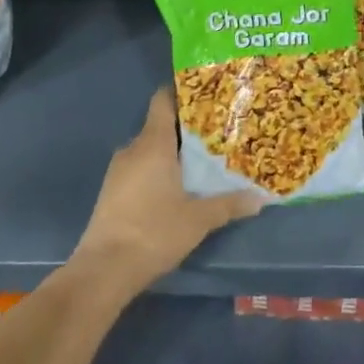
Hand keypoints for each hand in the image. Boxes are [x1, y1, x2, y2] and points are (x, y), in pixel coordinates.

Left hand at [71, 87, 261, 298]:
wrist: (103, 271)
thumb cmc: (154, 232)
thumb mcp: (199, 219)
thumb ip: (229, 204)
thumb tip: (260, 198)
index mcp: (153, 143)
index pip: (163, 100)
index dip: (183, 92)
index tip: (207, 94)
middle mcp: (133, 148)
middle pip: (160, 124)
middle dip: (186, 128)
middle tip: (215, 133)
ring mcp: (118, 170)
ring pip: (149, 149)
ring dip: (171, 152)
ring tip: (200, 161)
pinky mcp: (111, 192)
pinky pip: (139, 168)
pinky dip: (156, 170)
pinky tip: (175, 187)